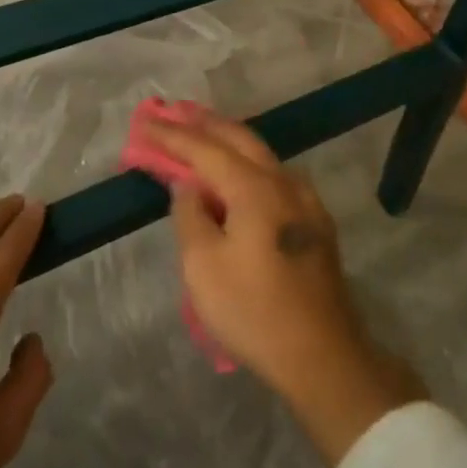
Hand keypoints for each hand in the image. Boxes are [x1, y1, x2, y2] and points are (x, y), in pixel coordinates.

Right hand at [144, 114, 424, 465]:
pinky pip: (274, 175)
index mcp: (255, 188)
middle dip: (203, 123)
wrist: (322, 355)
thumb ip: (190, 215)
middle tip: (173, 112)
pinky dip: (247, 162)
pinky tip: (238, 170)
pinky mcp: (315, 222)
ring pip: (261, 154)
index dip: (171, 135)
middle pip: (239, 139)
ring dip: (227, 140)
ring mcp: (306, 201)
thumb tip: (187, 185)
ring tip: (200, 132)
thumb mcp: (203, 267)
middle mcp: (284, 182)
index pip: (205, 149)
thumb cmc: (253, 312)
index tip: (144, 122)